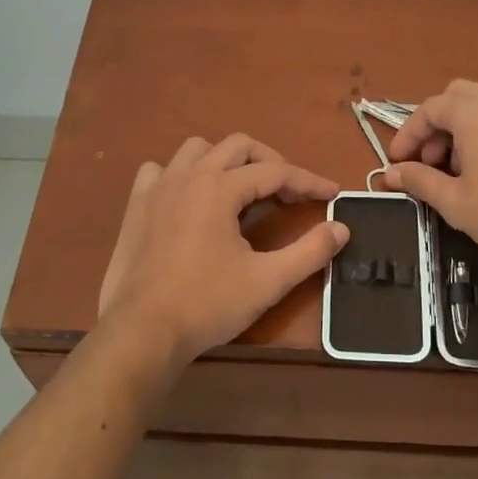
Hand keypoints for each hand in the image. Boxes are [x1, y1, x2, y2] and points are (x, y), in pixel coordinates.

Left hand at [97, 134, 348, 366]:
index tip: (332, 193)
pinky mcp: (136, 206)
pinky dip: (181, 174)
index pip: (275, 172)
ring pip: (197, 150)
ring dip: (226, 161)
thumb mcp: (268, 281)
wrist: (142, 332)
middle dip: (271, 162)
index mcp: (220, 188)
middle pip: (238, 147)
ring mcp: (157, 188)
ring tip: (242, 189)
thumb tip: (341, 228)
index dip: (308, 181)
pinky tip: (189, 198)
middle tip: (289, 192)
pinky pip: (159, 170)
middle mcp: (188, 176)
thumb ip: (310, 251)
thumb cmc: (207, 305)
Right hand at [376, 80, 477, 265]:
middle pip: (454, 99)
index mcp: (472, 112)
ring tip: (453, 173)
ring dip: (457, 132)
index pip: (428, 109)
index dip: (407, 135)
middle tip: (426, 162)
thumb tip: (391, 174)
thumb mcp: (454, 201)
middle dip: (433, 127)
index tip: (396, 163)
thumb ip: (419, 181)